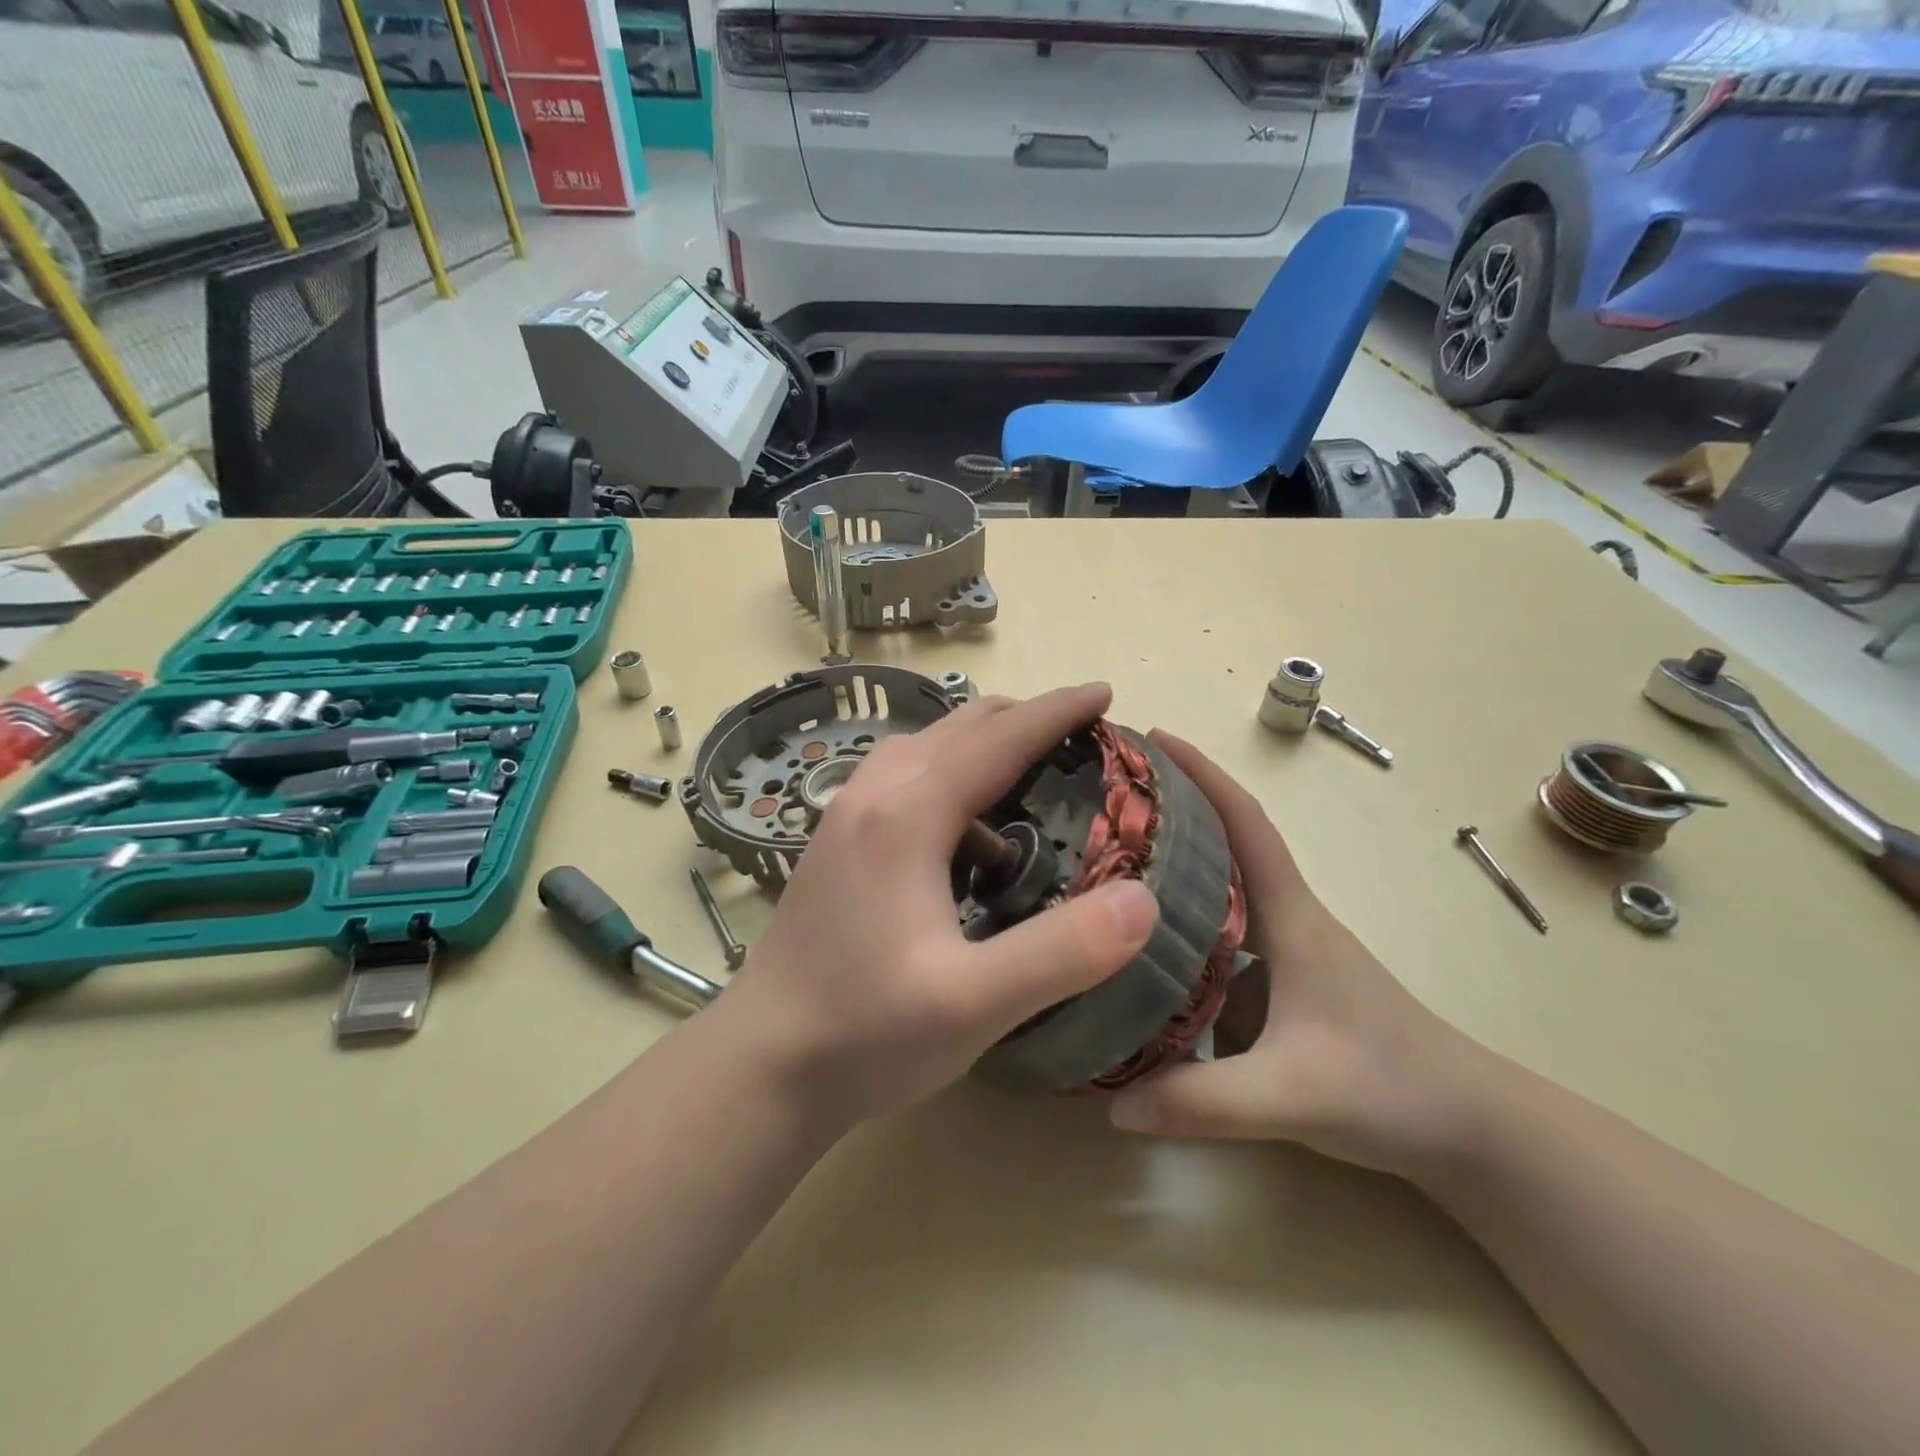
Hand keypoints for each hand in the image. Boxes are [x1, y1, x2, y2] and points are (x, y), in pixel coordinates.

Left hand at [717, 684, 1160, 1127]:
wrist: (761, 1065)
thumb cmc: (866, 1033)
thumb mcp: (975, 1004)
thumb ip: (1063, 952)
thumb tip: (1142, 898)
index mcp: (906, 814)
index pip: (998, 738)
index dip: (1057, 710)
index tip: (1106, 692)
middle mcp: (872, 794)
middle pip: (959, 727)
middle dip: (1024, 719)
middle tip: (1083, 739)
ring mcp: (845, 814)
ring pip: (926, 746)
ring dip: (983, 743)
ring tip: (1032, 771)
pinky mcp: (836, 840)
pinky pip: (904, 777)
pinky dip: (950, 774)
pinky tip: (968, 827)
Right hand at [1108, 731, 1487, 1177]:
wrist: (1472, 1128)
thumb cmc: (1392, 1088)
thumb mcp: (1290, 1097)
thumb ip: (1201, 1102)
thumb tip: (1108, 1103)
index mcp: (1292, 917)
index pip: (1246, 825)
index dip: (1202, 774)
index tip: (1153, 738)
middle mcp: (1288, 917)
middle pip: (1226, 841)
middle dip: (1174, 805)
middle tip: (1108, 794)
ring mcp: (1289, 947)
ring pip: (1224, 885)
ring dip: (1177, 859)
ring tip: (1112, 858)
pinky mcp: (1286, 978)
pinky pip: (1226, 928)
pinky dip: (1187, 914)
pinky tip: (1147, 940)